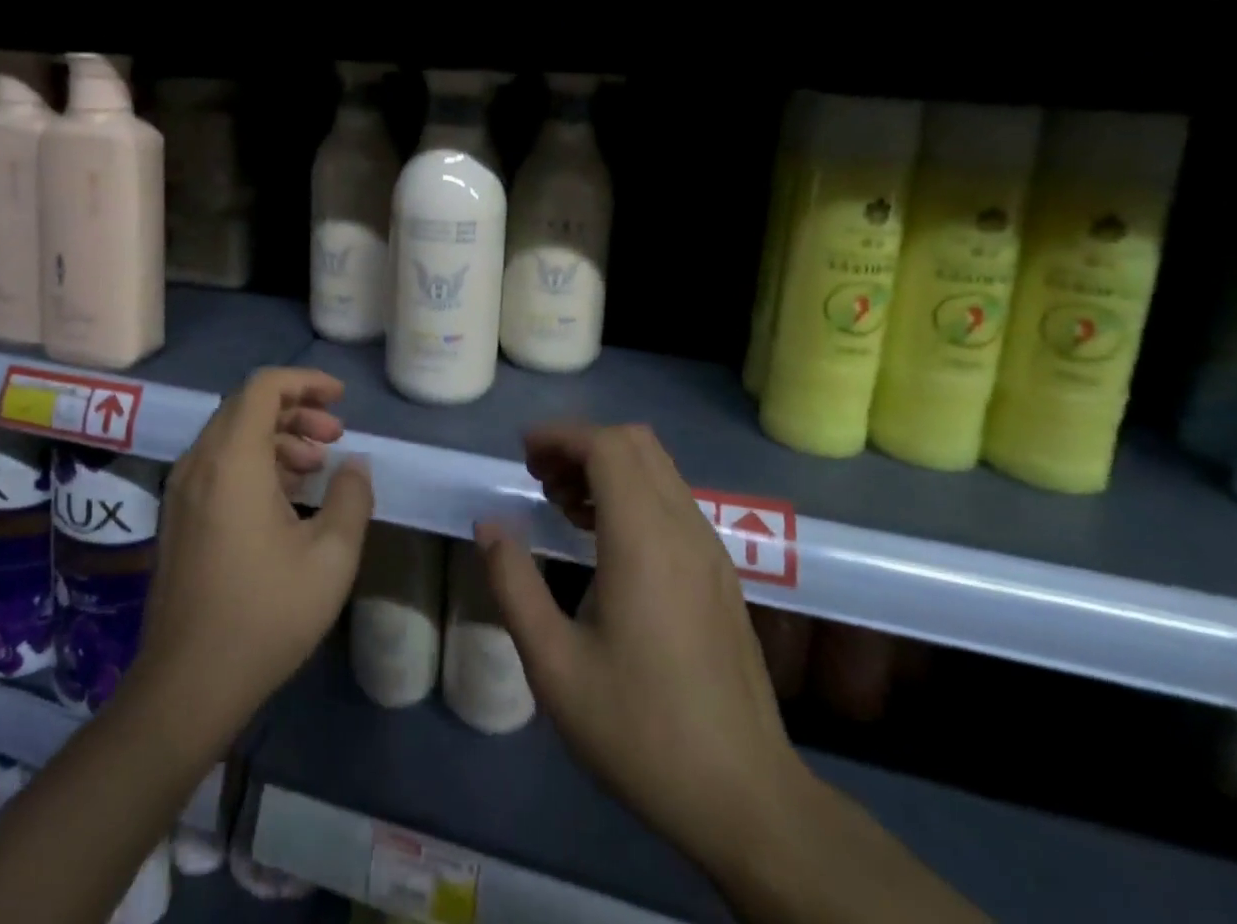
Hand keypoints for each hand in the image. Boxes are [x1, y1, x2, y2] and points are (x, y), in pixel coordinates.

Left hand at [132, 368, 373, 741]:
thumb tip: (354, 465)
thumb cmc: (265, 614)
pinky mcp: (178, 516)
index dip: (305, 382)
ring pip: (232, 435)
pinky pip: (219, 464)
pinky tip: (286, 497)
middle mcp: (199, 462)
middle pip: (246, 406)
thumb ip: (351, 497)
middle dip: (296, 410)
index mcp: (232, 460)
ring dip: (278, 437)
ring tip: (316, 466)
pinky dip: (255, 461)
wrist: (188, 684)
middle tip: (335, 436)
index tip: (340, 398)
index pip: (264, 387)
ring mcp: (182, 490)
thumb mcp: (330, 556)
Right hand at [474, 423, 805, 872]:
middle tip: (539, 476)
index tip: (522, 455)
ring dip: (607, 466)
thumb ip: (514, 584)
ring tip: (562, 503)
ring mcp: (711, 550)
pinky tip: (602, 539)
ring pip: (658, 469)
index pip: (607, 446)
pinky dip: (632, 492)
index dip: (561, 436)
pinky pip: (673, 501)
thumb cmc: (641, 730)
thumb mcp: (554, 665)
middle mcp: (684, 529)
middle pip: (635, 443)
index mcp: (645, 541)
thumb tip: (490, 525)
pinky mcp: (721, 573)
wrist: (746, 799)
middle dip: (581, 444)